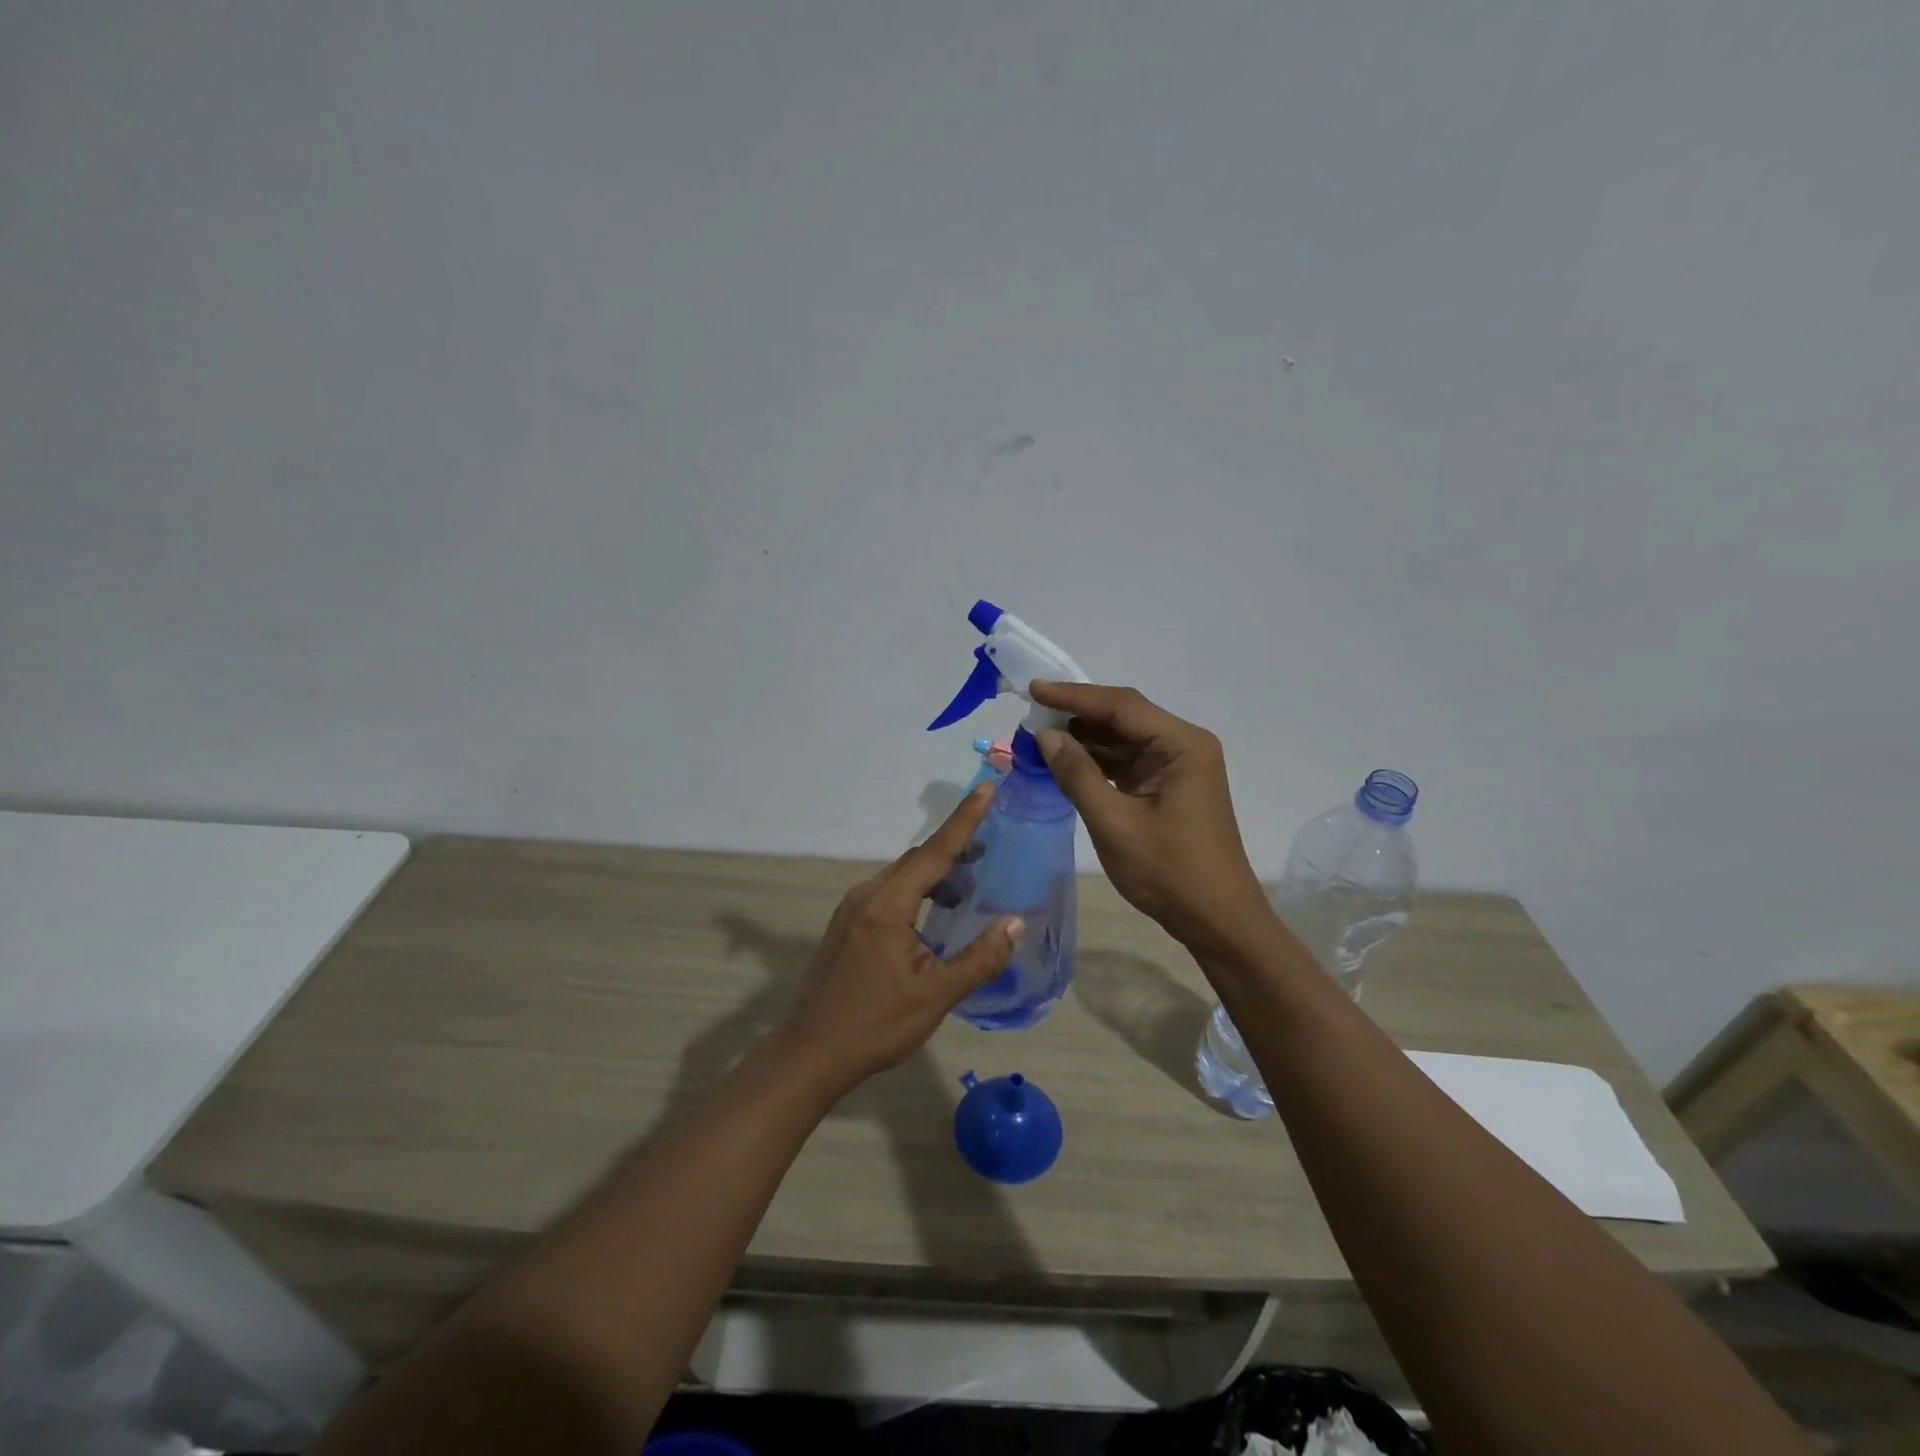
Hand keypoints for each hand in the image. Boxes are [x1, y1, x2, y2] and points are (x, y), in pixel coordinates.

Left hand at [776, 783, 1022, 1088]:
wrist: (810, 1054)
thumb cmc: (875, 1025)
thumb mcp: (935, 996)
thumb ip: (979, 958)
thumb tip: (1015, 923)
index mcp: (887, 905)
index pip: (934, 852)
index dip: (965, 820)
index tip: (987, 788)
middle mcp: (866, 896)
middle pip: (916, 860)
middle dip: (955, 848)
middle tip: (992, 845)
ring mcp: (852, 910)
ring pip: (901, 878)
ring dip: (936, 874)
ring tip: (970, 883)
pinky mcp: (847, 926)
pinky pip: (889, 894)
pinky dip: (917, 893)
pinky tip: (935, 915)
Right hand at [1031, 681, 1269, 953]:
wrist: (1216, 920)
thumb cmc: (1169, 872)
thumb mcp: (1114, 823)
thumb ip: (1077, 774)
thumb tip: (1045, 735)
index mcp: (1181, 745)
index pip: (1121, 706)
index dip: (1074, 696)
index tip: (1033, 690)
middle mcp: (1182, 745)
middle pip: (1123, 717)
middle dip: (1076, 715)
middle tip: (1029, 715)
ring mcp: (1176, 766)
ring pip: (1121, 739)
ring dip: (1082, 739)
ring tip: (1038, 737)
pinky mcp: (1166, 786)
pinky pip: (1125, 762)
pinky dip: (1095, 761)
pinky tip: (1063, 761)